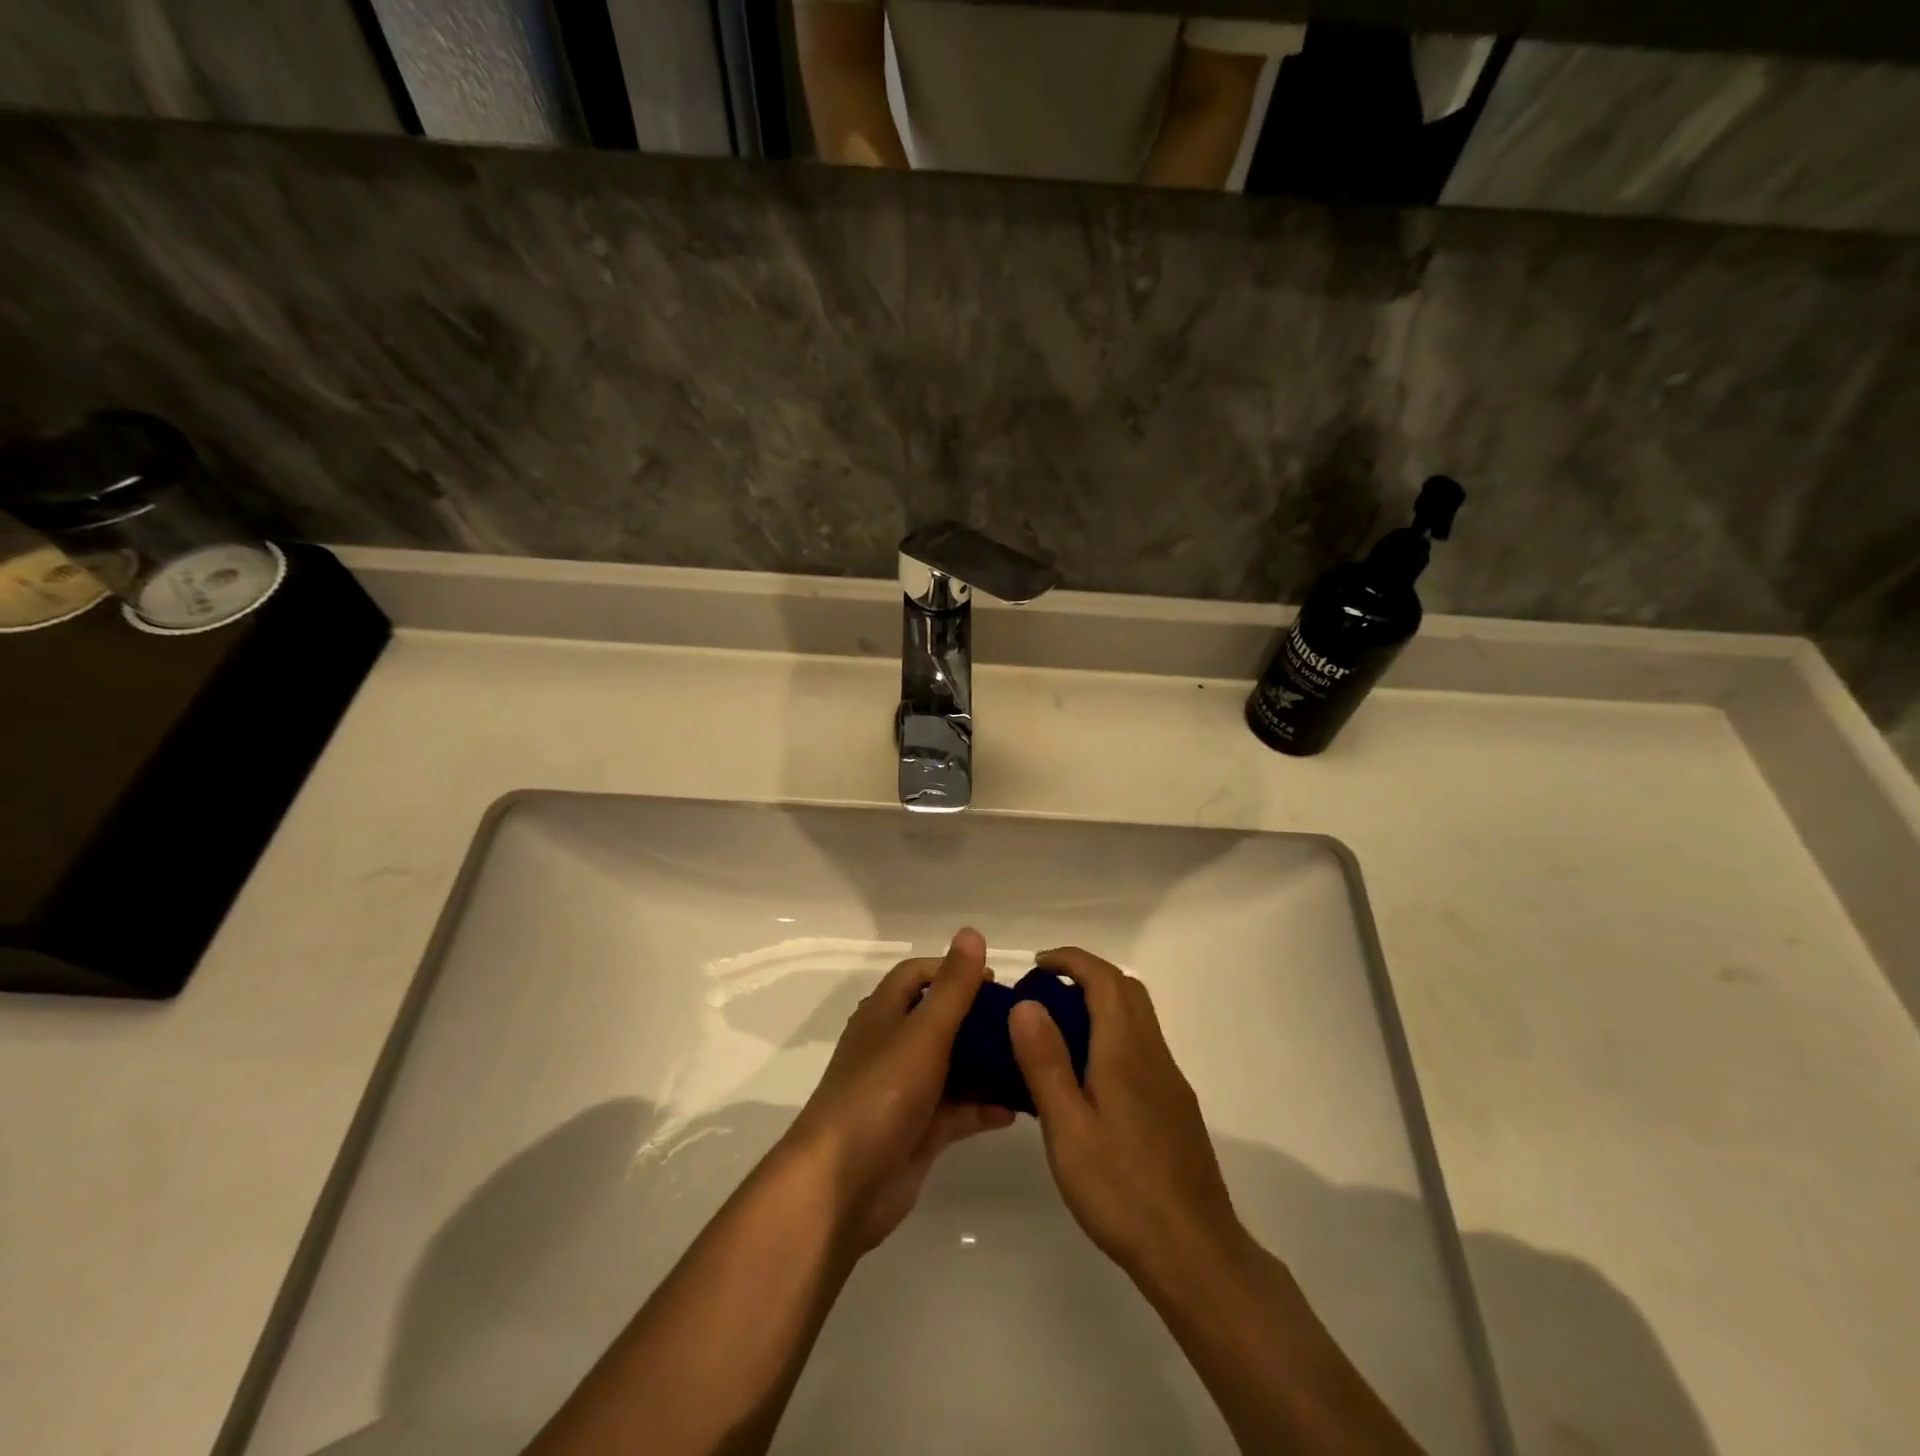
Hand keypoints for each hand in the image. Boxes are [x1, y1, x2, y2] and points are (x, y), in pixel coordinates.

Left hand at [783, 928, 1014, 1250]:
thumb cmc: (881, 1093)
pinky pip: (957, 1111)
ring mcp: (904, 1092)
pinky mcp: (917, 1132)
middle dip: (978, 1019)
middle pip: (939, 1020)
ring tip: (1030, 1062)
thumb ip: (953, 986)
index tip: (994, 981)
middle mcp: (892, 1047)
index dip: (953, 970)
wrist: (841, 1186)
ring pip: (952, 1067)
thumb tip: (971, 931)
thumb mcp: (923, 1032)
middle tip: (1022, 1024)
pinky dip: (983, 1107)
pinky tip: (1016, 1108)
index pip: (918, 975)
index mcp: (885, 1014)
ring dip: (986, 1064)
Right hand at [1009, 947, 1245, 1287]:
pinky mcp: (1175, 1106)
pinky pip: (1142, 1046)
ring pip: (1138, 1017)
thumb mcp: (1068, 1128)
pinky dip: (1113, 1033)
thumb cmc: (1122, 1190)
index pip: (1104, 979)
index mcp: (1125, 1051)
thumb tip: (1026, 1003)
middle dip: (1087, 975)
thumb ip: (1046, 1063)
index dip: (1071, 960)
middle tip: (1045, 990)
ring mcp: (1169, 1081)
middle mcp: (1153, 1054)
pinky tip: (1089, 1075)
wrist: (1195, 1252)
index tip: (1037, 964)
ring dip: (1102, 1003)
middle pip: (1127, 990)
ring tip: (1059, 1028)